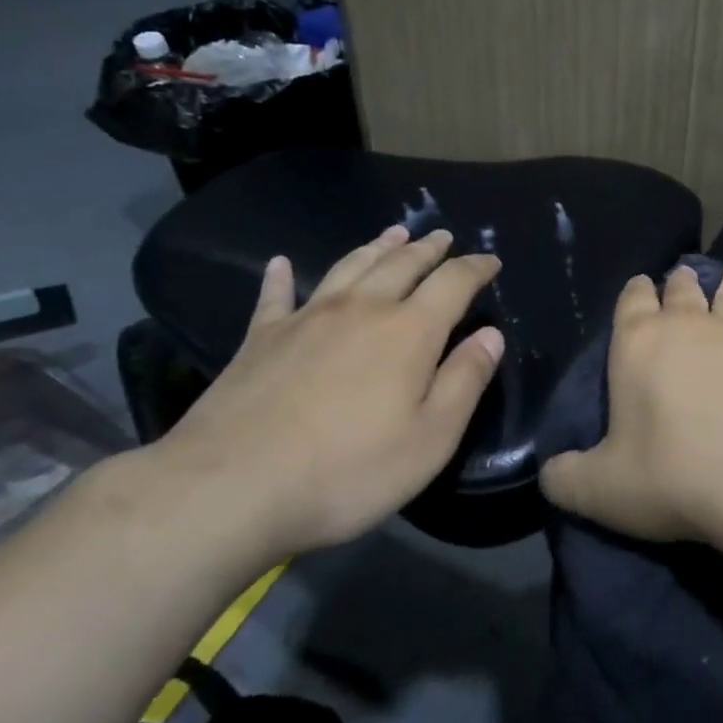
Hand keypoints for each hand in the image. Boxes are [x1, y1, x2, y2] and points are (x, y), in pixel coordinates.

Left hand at [159, 225, 503, 557]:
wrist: (230, 488)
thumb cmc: (348, 470)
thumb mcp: (431, 438)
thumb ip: (465, 380)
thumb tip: (492, 335)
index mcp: (409, 331)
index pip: (453, 283)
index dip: (475, 268)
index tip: (491, 261)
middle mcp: (361, 309)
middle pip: (401, 264)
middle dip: (428, 248)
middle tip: (442, 236)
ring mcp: (307, 318)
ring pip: (350, 267)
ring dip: (375, 247)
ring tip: (393, 234)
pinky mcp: (261, 338)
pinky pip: (276, 295)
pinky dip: (281, 276)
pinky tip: (281, 264)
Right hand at [538, 252, 722, 541]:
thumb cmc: (670, 474)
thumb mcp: (600, 488)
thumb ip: (566, 477)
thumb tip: (549, 475)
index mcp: (637, 343)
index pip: (631, 301)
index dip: (634, 291)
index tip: (639, 285)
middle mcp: (685, 326)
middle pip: (681, 291)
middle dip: (679, 282)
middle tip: (682, 274)